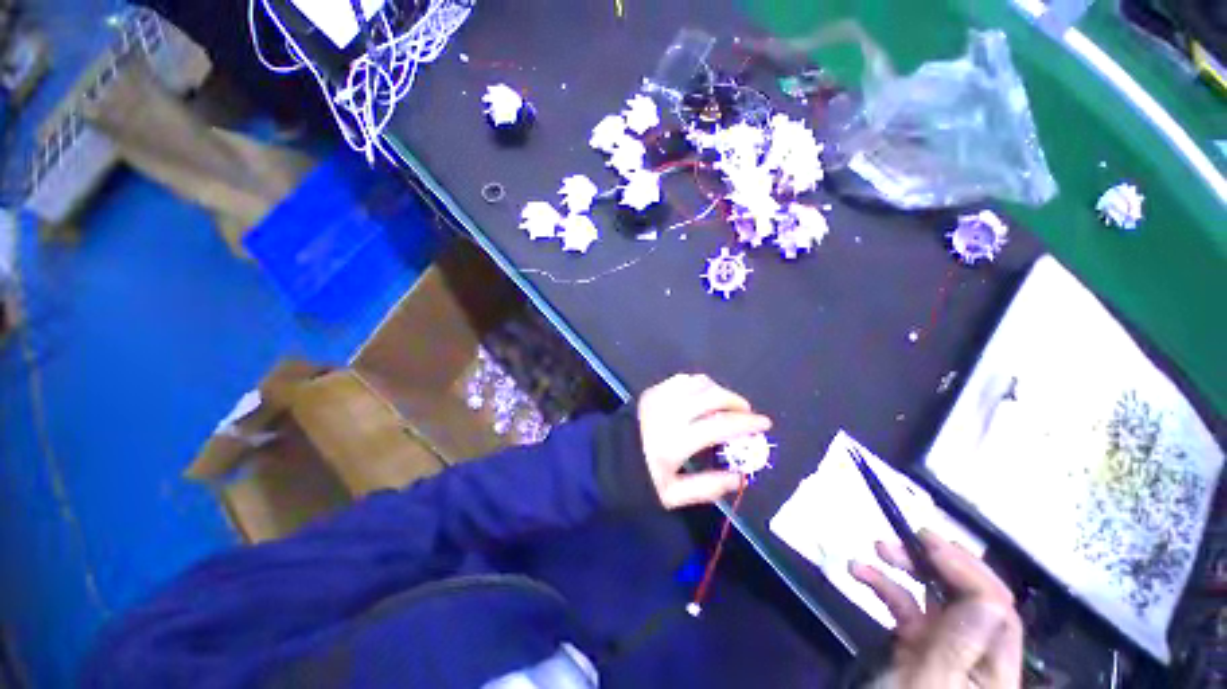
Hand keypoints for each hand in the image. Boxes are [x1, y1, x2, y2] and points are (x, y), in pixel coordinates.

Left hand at [637, 374, 770, 509]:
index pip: (720, 425)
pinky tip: (702, 396)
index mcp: (675, 441)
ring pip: (698, 382)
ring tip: (725, 404)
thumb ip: (707, 487)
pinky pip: (681, 379)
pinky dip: (698, 384)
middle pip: (712, 395)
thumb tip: (739, 478)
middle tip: (746, 412)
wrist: (604, 458)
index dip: (747, 423)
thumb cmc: (636, 479)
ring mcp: (659, 397)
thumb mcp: (671, 495)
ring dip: (718, 390)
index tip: (765, 423)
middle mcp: (669, 413)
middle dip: (736, 401)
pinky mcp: (652, 391)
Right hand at [850, 531, 1023, 688]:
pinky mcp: (917, 646)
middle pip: (971, 599)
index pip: (997, 610)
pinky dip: (884, 587)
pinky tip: (861, 573)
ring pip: (936, 599)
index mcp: (993, 670)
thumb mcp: (928, 684)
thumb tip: (989, 601)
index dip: (968, 571)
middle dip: (939, 564)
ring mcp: (945, 649)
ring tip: (877, 549)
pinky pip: (906, 608)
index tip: (929, 543)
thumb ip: (959, 646)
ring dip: (906, 570)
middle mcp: (975, 654)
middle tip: (906, 538)